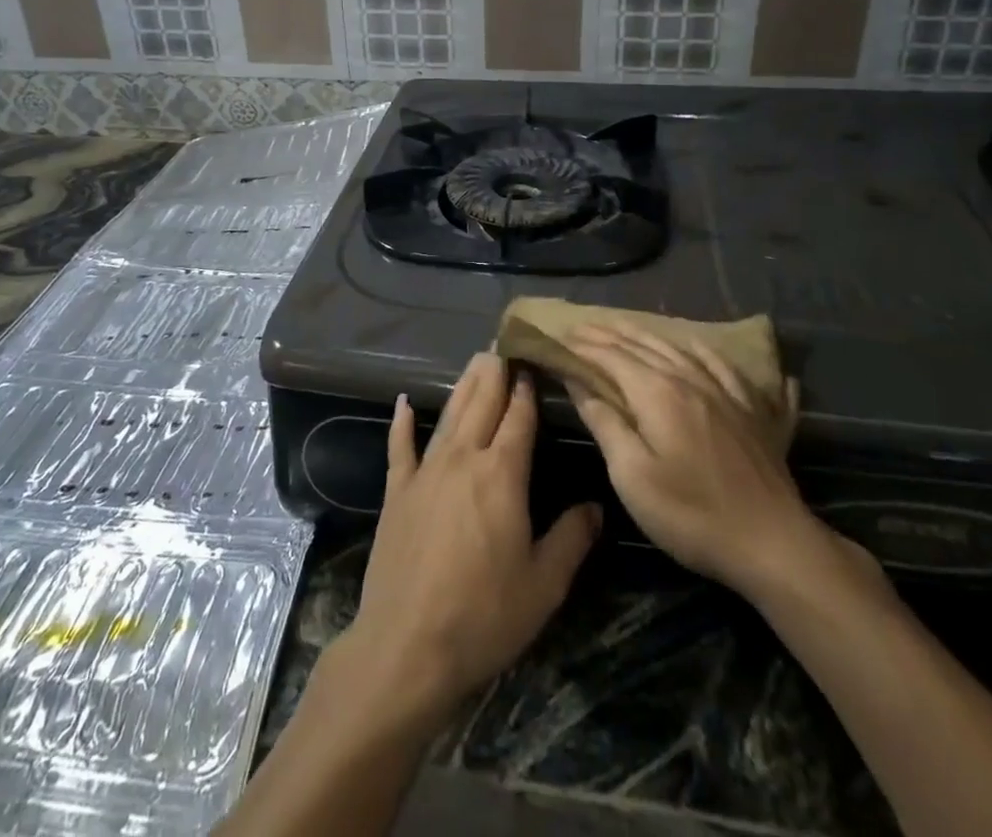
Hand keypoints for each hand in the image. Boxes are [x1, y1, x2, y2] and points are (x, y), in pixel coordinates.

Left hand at [344, 352, 600, 722]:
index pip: (519, 419)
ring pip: (448, 417)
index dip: (526, 389)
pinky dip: (402, 422)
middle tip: (503, 344)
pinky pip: (399, 447)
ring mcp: (425, 472)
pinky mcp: (396, 492)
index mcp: (502, 475)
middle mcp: (463, 459)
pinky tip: (404, 402)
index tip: (532, 361)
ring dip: (463, 387)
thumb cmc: (484, 616)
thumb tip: (595, 506)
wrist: (407, 646)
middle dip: (495, 373)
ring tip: (474, 361)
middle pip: (482, 405)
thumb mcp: (544, 585)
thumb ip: (571, 539)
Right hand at [563, 324, 846, 598]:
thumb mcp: (633, 476)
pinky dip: (703, 350)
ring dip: (647, 335)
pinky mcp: (752, 410)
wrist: (773, 542)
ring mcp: (726, 392)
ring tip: (626, 327)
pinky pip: (723, 365)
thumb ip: (605, 424)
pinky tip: (699, 346)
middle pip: (643, 345)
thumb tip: (579, 384)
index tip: (559, 339)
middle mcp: (690, 379)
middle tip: (582, 326)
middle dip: (609, 334)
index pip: (612, 357)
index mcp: (658, 393)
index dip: (584, 346)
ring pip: (680, 349)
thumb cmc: (692, 514)